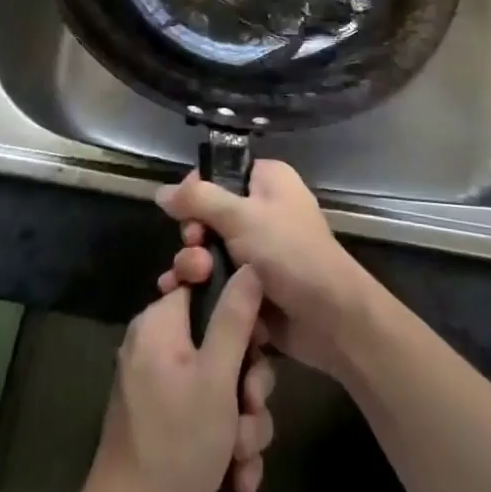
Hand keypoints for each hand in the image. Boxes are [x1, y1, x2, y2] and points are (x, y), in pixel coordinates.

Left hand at [83, 270, 277, 491]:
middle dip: (247, 382)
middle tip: (252, 410)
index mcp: (161, 322)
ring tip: (242, 455)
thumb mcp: (217, 377)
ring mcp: (160, 383)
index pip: (206, 285)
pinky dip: (225, 441)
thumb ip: (235, 317)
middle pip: (221, 339)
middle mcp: (157, 344)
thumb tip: (249, 265)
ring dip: (242, 421)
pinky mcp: (165, 419)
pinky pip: (206, 411)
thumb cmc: (177, 443)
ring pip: (221, 382)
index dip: (239, 309)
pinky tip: (236, 476)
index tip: (259, 342)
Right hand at [156, 160, 377, 379]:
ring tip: (193, 279)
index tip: (183, 211)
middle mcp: (261, 209)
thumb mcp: (241, 216)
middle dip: (193, 235)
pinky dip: (199, 286)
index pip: (219, 173)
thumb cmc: (289, 252)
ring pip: (208, 249)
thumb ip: (198, 200)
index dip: (196, 191)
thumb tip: (161, 191)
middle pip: (207, 214)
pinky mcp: (250, 285)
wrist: (329, 317)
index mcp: (267, 180)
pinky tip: (179, 296)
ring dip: (193, 264)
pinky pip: (215, 278)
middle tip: (195, 248)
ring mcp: (256, 249)